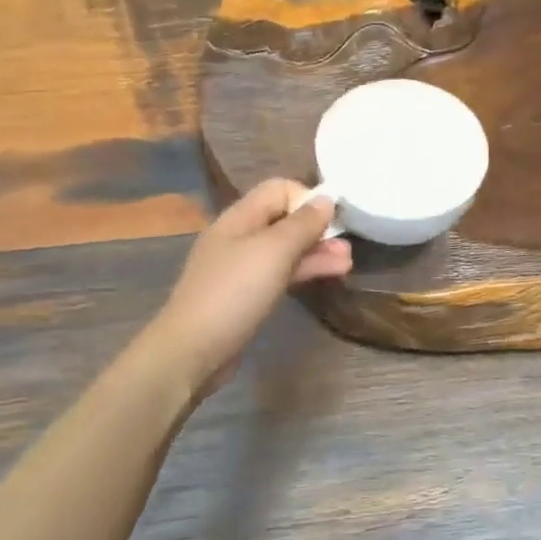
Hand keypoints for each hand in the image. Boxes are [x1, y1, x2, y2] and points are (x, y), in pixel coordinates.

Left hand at [146, 179, 352, 391]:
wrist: (192, 350)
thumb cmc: (234, 293)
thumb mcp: (273, 252)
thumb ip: (302, 224)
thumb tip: (326, 199)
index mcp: (239, 218)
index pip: (278, 189)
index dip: (307, 198)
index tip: (334, 219)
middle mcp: (238, 237)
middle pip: (283, 220)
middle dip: (317, 229)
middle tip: (348, 245)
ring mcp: (240, 268)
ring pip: (284, 250)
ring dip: (315, 252)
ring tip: (347, 263)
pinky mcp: (244, 296)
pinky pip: (278, 274)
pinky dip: (303, 272)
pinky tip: (326, 276)